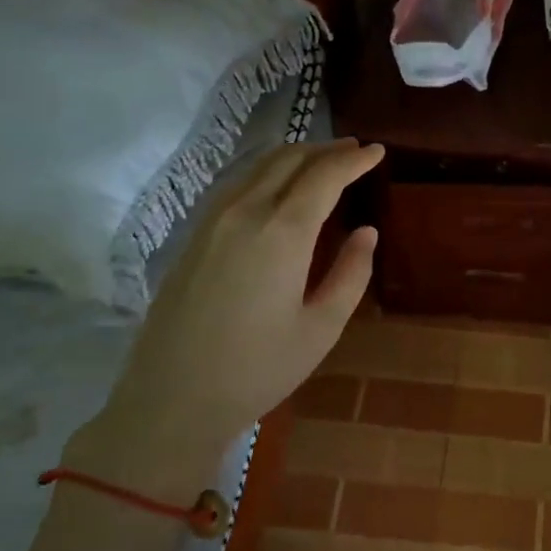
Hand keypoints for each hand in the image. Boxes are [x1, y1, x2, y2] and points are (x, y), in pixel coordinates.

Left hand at [69, 139, 383, 499]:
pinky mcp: (193, 236)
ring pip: (258, 167)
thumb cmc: (258, 369)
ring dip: (296, 157)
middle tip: (356, 151)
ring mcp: (212, 221)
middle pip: (289, 159)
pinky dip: (267, 173)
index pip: (324, 175)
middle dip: (327, 150)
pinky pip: (237, 185)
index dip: (355, 159)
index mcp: (282, 232)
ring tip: (323, 163)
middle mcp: (245, 212)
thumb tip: (366, 233)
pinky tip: (278, 189)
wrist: (171, 400)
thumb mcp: (321, 328)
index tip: (378, 151)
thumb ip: (351, 273)